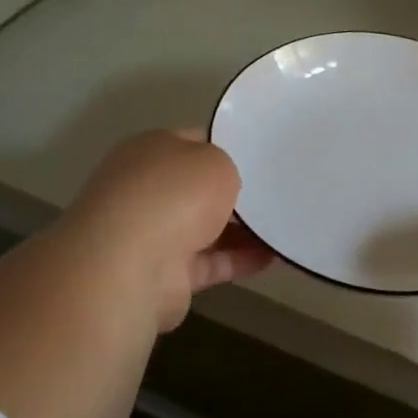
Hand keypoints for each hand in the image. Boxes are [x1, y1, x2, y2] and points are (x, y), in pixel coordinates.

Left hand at [60, 129, 272, 331]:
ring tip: (284, 226)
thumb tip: (225, 181)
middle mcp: (147, 190)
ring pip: (207, 227)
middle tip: (277, 192)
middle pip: (199, 188)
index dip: (228, 147)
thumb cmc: (173, 196)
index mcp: (151, 151)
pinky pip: (212, 262)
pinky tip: (274, 256)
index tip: (262, 157)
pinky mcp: (166, 275)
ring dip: (242, 230)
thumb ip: (227, 166)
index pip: (194, 143)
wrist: (132, 266)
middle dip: (235, 193)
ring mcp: (153, 234)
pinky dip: (240, 260)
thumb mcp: (216, 161)